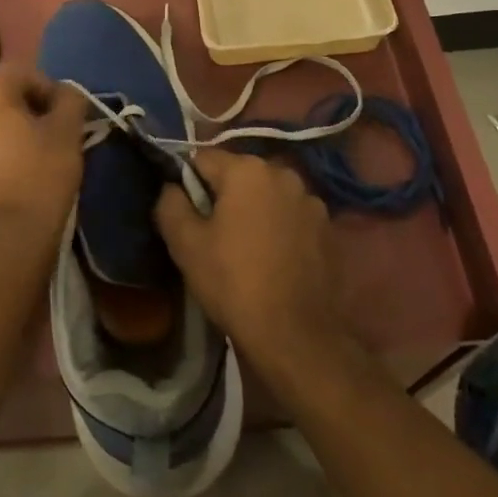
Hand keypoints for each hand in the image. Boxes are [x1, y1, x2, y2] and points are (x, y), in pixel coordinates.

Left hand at [0, 64, 84, 256]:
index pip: (23, 72)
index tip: (65, 117)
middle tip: (52, 135)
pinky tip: (11, 179)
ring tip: (31, 158)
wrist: (8, 242)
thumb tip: (66, 93)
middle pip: (1, 97)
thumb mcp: (68, 132)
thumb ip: (70, 99)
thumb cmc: (41, 177)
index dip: (49, 89)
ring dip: (7, 132)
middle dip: (27, 109)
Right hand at [156, 149, 345, 381]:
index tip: (186, 214)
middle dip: (224, 196)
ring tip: (246, 249)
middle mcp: (282, 173)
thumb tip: (173, 186)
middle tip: (213, 234)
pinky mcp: (328, 228)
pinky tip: (274, 260)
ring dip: (255, 211)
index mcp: (247, 169)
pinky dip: (280, 228)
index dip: (188, 183)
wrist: (297, 337)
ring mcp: (310, 200)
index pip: (203, 159)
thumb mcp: (185, 244)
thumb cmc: (234, 283)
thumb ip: (170, 203)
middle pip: (239, 175)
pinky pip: (291, 216)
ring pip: (267, 195)